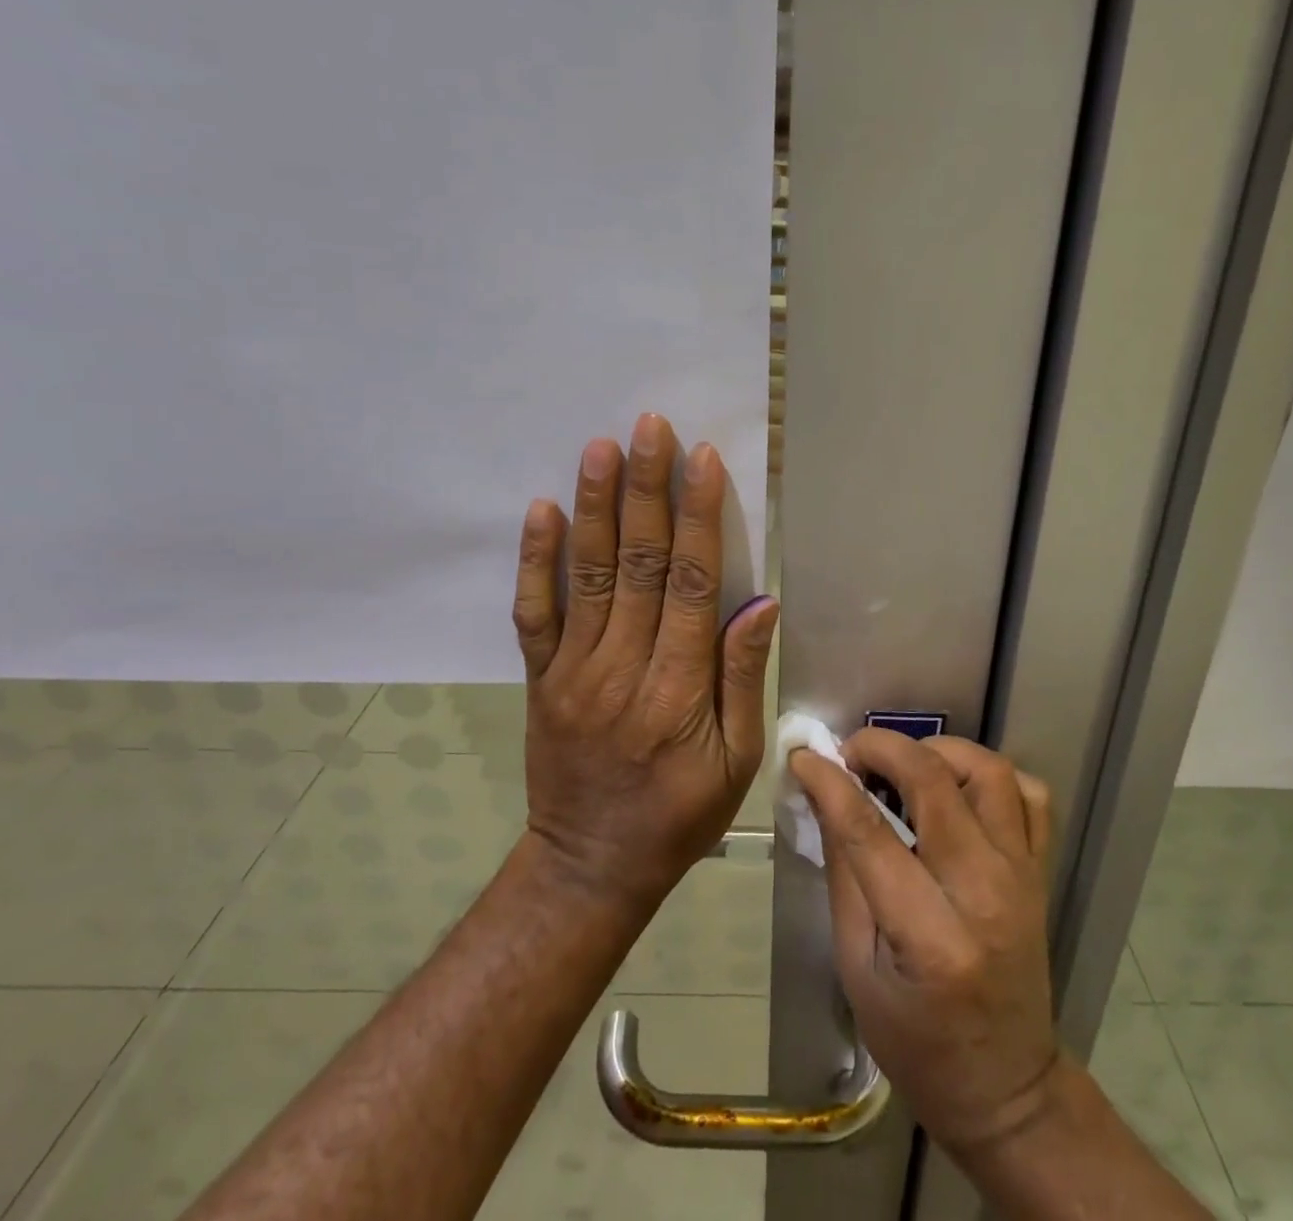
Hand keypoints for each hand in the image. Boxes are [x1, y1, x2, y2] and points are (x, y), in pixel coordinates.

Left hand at [512, 412, 778, 909]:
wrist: (590, 866)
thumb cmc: (679, 816)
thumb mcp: (736, 762)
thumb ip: (741, 678)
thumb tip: (759, 603)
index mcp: (678, 689)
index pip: (692, 585)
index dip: (699, 518)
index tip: (701, 460)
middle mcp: (622, 667)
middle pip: (637, 564)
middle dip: (646, 491)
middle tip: (648, 428)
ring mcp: (573, 671)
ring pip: (586, 575)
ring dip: (594, 507)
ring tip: (600, 448)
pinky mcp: (540, 679)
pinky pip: (533, 614)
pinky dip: (535, 561)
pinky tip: (541, 511)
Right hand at [790, 730, 1061, 1153]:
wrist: (1007, 1089)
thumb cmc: (916, 1042)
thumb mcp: (856, 968)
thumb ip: (844, 873)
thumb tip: (824, 796)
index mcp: (930, 936)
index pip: (870, 832)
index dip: (830, 783)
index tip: (805, 757)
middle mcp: (985, 893)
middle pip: (934, 782)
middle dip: (883, 748)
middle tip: (852, 754)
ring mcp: (1022, 876)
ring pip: (989, 772)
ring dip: (939, 752)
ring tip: (904, 765)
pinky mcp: (1041, 871)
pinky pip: (1030, 795)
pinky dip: (991, 776)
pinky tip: (958, 789)